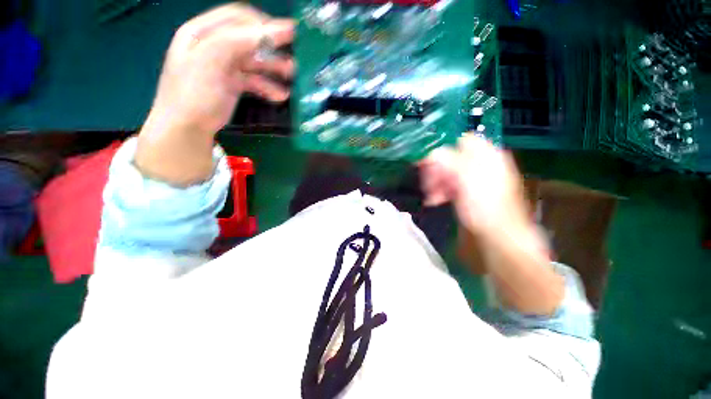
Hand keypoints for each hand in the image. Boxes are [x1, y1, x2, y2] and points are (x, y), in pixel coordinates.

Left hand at [144, 4, 294, 137]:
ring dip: (274, 68)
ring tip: (292, 77)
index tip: (290, 33)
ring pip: (254, 60)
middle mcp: (214, 44)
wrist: (187, 127)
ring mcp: (223, 65)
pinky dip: (268, 86)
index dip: (264, 23)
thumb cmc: (194, 92)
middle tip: (294, 57)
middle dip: (273, 48)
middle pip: (249, 39)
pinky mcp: (232, 83)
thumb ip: (239, 41)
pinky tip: (280, 96)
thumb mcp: (211, 60)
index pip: (238, 17)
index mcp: (203, 31)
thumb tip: (274, 31)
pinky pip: (254, 80)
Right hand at [421, 135, 561, 314]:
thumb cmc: (484, 206)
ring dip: (438, 182)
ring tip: (432, 196)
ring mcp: (478, 178)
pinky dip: (443, 190)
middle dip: (438, 170)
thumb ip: (447, 161)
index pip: (460, 142)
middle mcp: (484, 163)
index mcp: (487, 155)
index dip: (442, 152)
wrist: (500, 235)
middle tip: (429, 185)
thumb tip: (431, 154)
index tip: (427, 165)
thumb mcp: (464, 180)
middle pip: (453, 158)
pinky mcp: (472, 191)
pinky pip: (452, 183)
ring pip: (450, 172)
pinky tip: (437, 199)